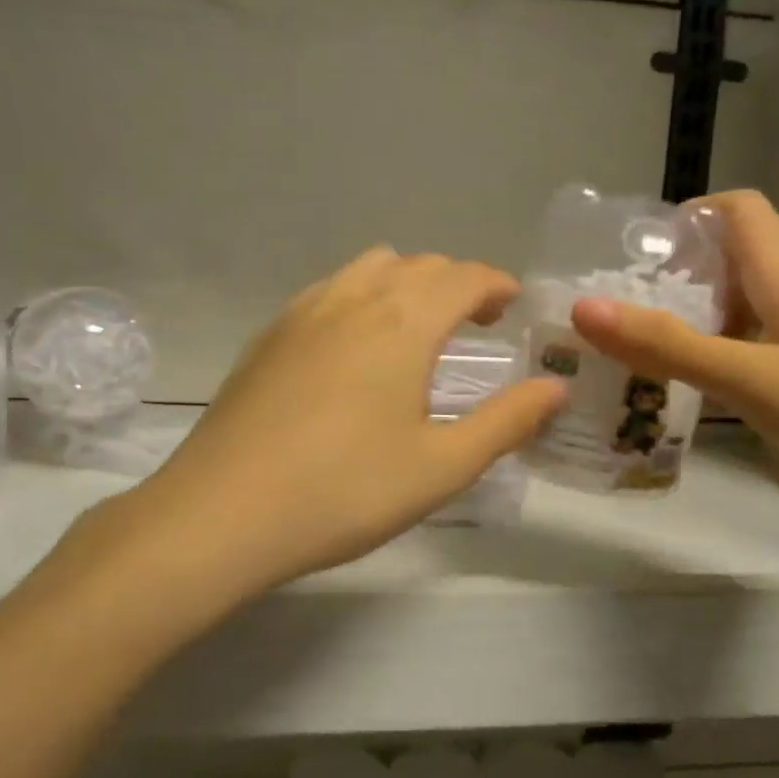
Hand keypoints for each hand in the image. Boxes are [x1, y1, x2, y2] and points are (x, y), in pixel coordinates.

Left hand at [122, 249, 564, 595]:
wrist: (222, 512)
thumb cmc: (345, 491)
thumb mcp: (441, 466)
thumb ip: (506, 422)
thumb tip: (556, 388)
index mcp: (403, 322)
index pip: (462, 276)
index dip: (495, 283)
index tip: (512, 304)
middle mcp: (353, 299)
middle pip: (417, 265)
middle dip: (456, 282)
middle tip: (476, 320)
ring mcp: (302, 313)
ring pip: (368, 269)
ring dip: (405, 283)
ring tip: (417, 327)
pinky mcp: (268, 336)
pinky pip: (328, 291)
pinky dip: (360, 297)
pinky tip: (355, 346)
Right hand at [570, 190, 778, 522]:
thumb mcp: (750, 383)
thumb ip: (667, 346)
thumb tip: (585, 308)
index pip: (737, 208)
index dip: (689, 217)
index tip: (642, 257)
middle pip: (744, 255)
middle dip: (689, 281)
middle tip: (643, 325)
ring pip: (767, 296)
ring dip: (720, 317)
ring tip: (681, 363)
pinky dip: (754, 342)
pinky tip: (745, 389)